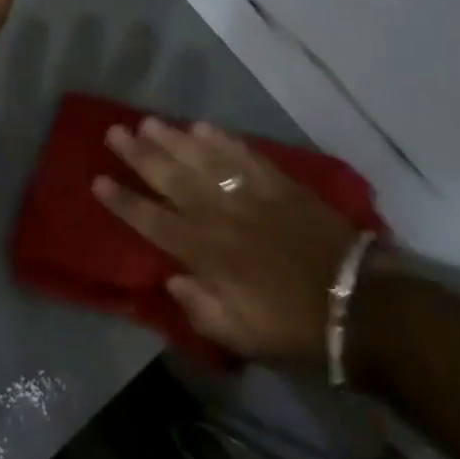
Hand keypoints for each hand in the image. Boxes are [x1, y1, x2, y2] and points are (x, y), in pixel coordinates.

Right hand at [95, 120, 360, 361]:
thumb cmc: (297, 328)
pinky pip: (245, 156)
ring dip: (173, 140)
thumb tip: (171, 278)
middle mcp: (222, 218)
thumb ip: (201, 309)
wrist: (362, 307)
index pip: (154, 223)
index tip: (97, 180)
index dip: (124, 202)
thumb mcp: (243, 338)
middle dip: (140, 155)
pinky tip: (202, 126)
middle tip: (115, 131)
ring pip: (203, 161)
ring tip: (148, 121)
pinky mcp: (280, 185)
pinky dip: (223, 140)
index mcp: (209, 256)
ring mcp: (252, 197)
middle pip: (173, 180)